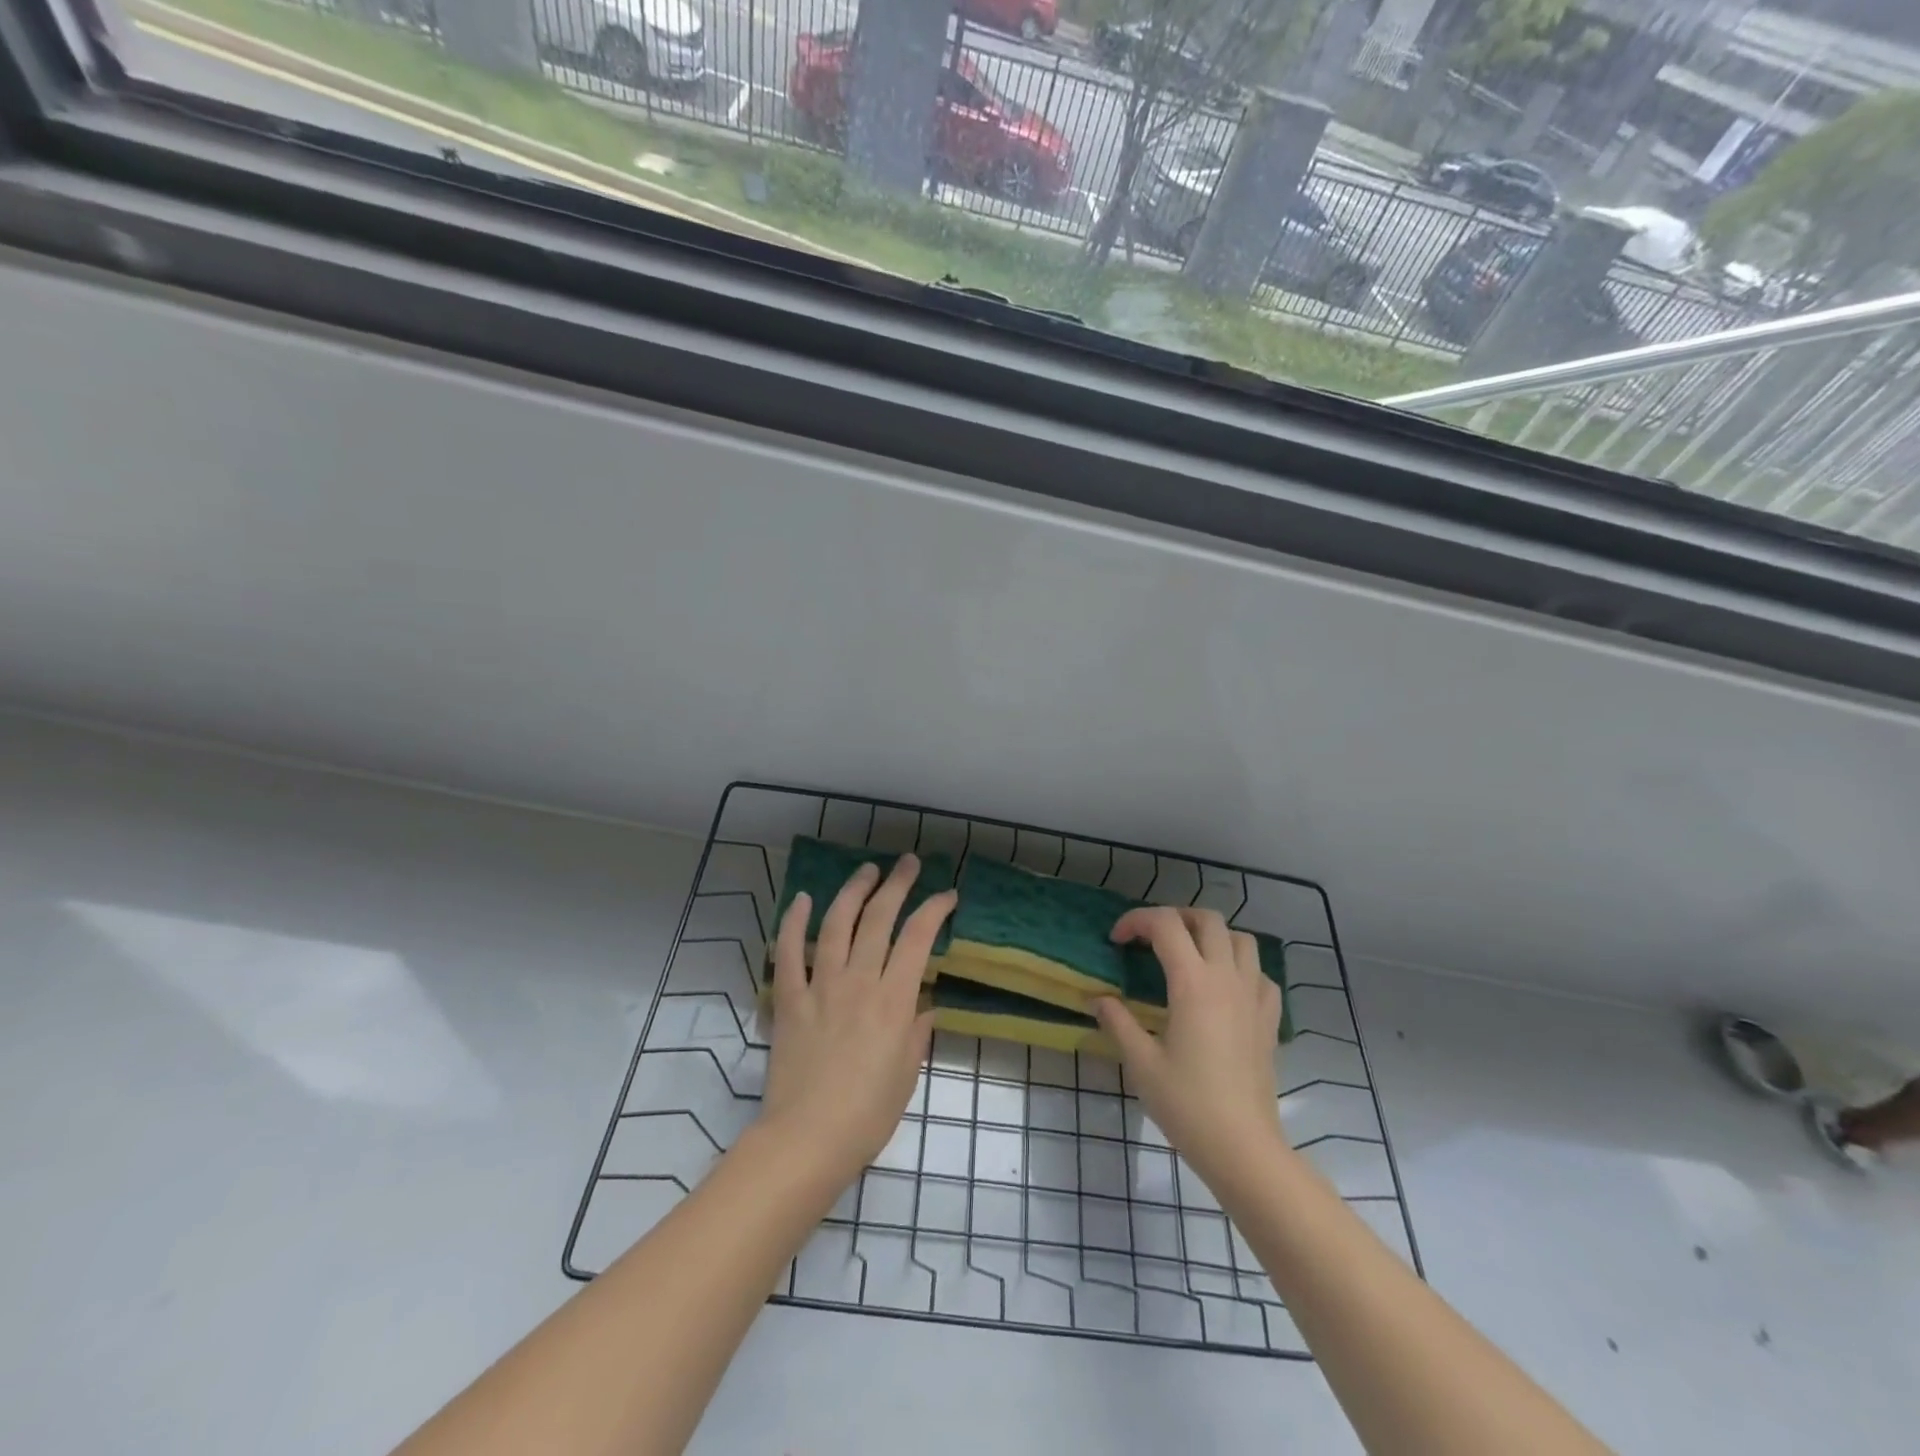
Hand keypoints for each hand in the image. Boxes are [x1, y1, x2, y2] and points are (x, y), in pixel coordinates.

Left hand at [759, 855, 956, 1186]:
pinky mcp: (789, 1000)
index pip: (918, 938)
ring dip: (853, 892)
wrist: (808, 1140)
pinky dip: (794, 923)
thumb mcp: (907, 1074)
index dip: (934, 909)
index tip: (947, 895)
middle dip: (897, 884)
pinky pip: (788, 954)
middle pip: (879, 919)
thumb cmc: (868, 1114)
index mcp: (894, 1000)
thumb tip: (924, 1008)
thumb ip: (917, 1033)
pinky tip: (803, 898)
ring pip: (837, 924)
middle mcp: (859, 982)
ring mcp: (820, 987)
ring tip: (866, 870)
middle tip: (907, 863)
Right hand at [1093, 906, 1285, 1192]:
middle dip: (1175, 917)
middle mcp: (1226, 978)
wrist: (1243, 1147)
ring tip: (1188, 955)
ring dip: (1212, 936)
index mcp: (1192, 983)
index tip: (1116, 940)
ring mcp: (1254, 997)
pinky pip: (1260, 974)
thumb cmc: (1187, 1104)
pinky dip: (1241, 967)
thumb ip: (1118, 1022)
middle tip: (1150, 938)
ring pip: (1241, 940)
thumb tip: (1098, 999)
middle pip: (1207, 919)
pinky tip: (1224, 989)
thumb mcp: (1141, 1063)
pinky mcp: (1269, 1019)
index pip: (1165, 925)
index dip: (1136, 921)